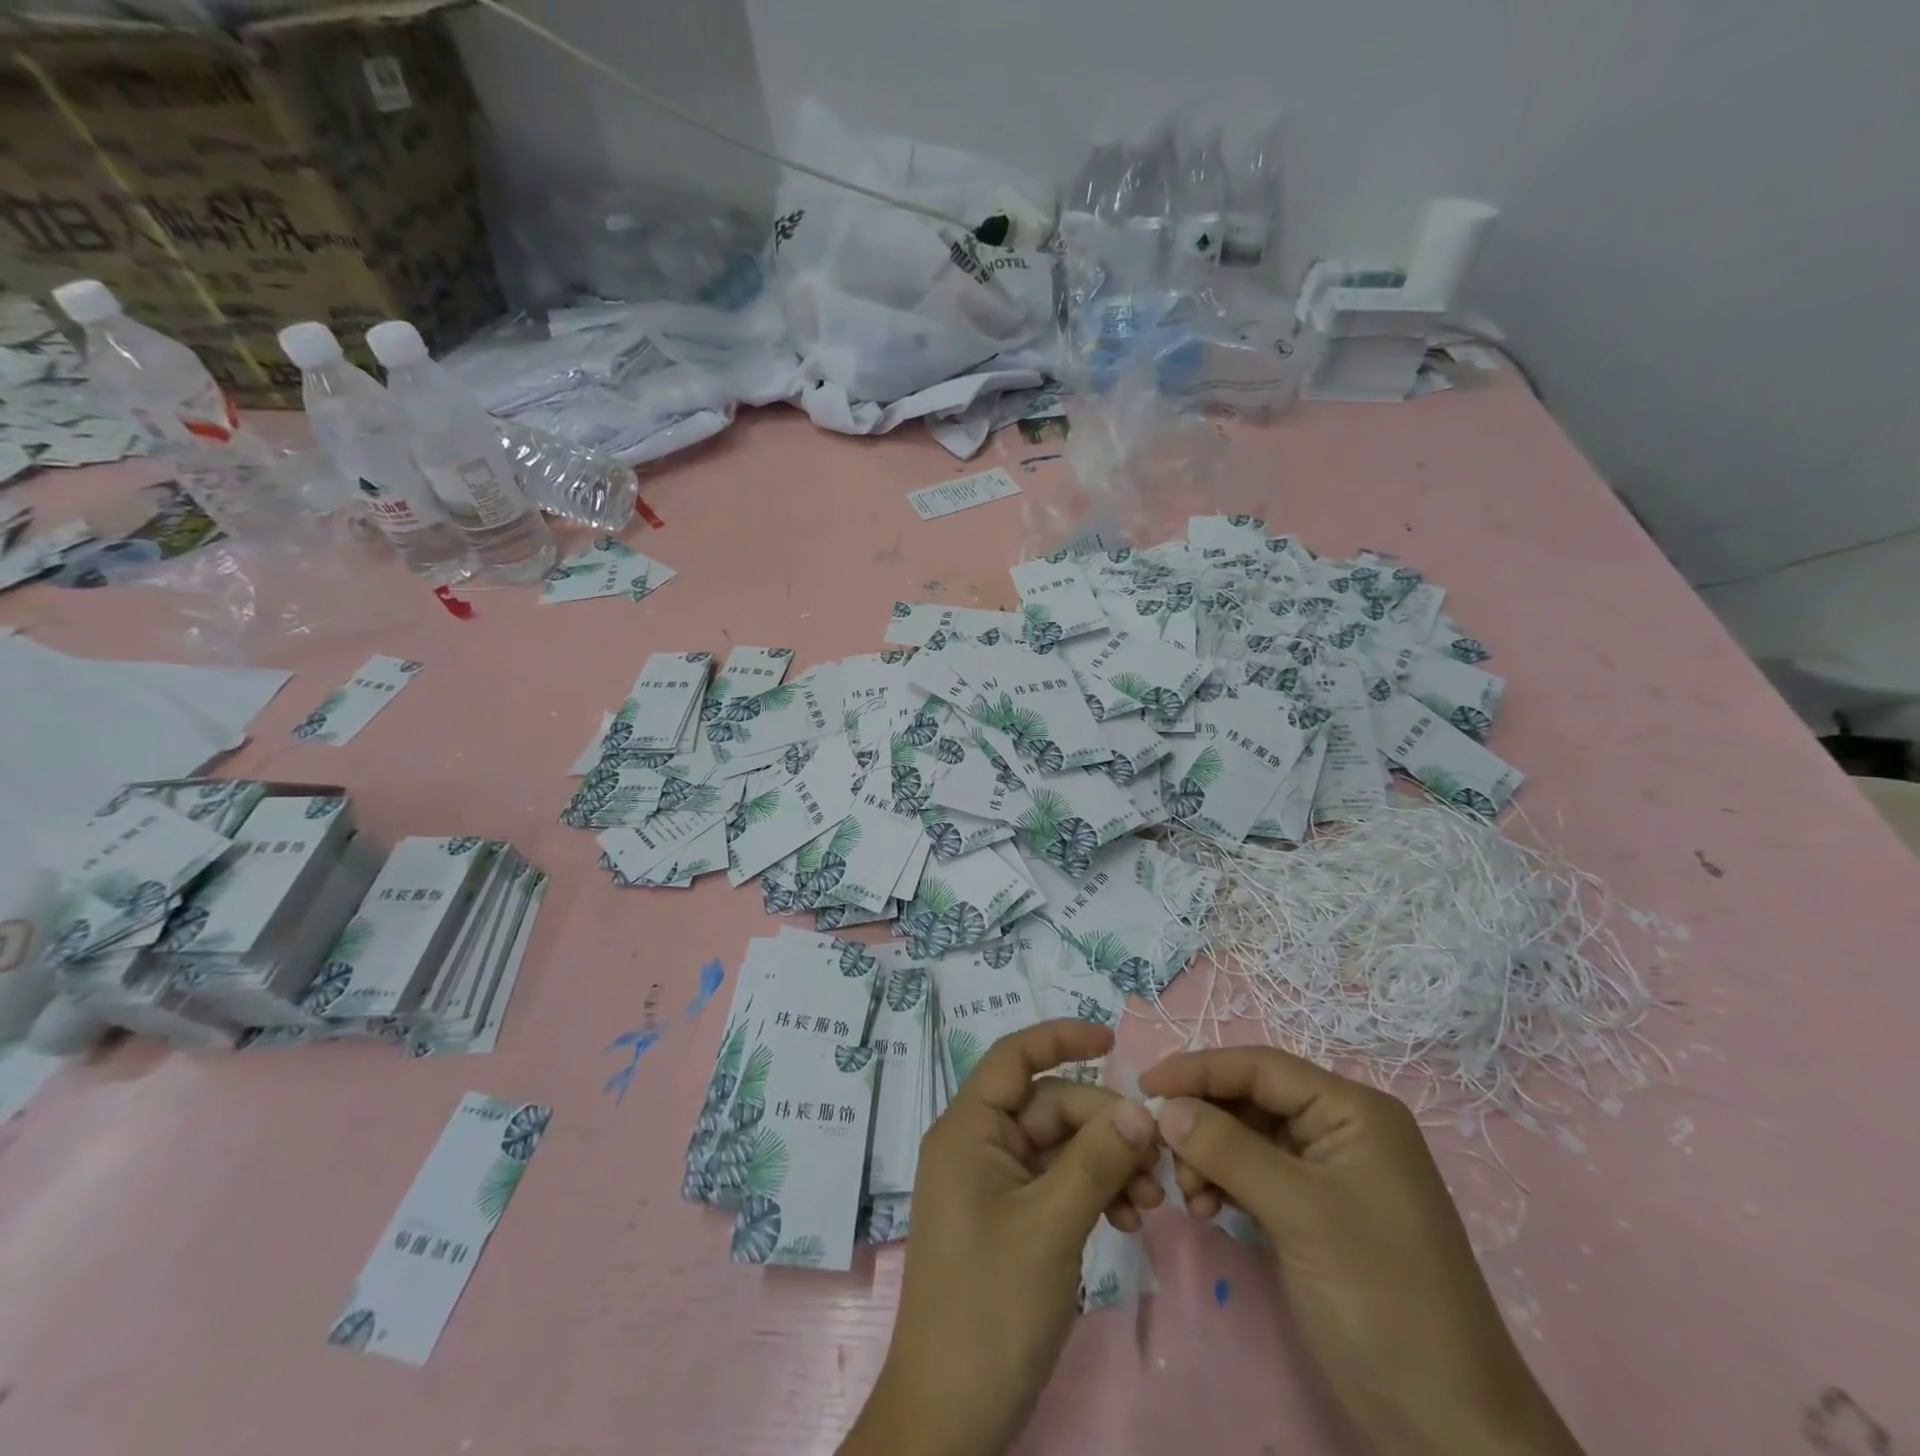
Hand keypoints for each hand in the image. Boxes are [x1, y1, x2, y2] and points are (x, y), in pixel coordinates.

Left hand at [840, 1021, 1163, 1455]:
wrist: (951, 1415)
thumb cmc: (990, 1306)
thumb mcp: (1050, 1225)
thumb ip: (1096, 1160)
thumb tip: (1140, 1108)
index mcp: (968, 1128)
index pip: (1014, 1057)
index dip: (1060, 1038)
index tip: (1113, 1041)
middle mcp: (978, 1145)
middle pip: (1049, 1106)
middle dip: (1104, 1125)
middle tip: (1157, 1161)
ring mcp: (994, 1184)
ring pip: (1060, 1147)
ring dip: (1107, 1162)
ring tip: (1151, 1202)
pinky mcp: (1011, 1219)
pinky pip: (1058, 1183)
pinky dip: (1094, 1192)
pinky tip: (1128, 1220)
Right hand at [1140, 1048, 1584, 1455]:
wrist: (1449, 1426)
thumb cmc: (1381, 1299)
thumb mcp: (1300, 1213)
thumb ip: (1228, 1149)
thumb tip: (1166, 1108)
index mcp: (1353, 1111)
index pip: (1261, 1067)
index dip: (1199, 1069)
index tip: (1145, 1086)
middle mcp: (1341, 1128)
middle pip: (1251, 1099)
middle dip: (1203, 1120)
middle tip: (1162, 1152)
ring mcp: (1330, 1171)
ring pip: (1248, 1135)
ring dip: (1209, 1155)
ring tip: (1190, 1195)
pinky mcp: (1317, 1209)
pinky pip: (1256, 1172)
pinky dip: (1225, 1181)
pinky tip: (1206, 1207)